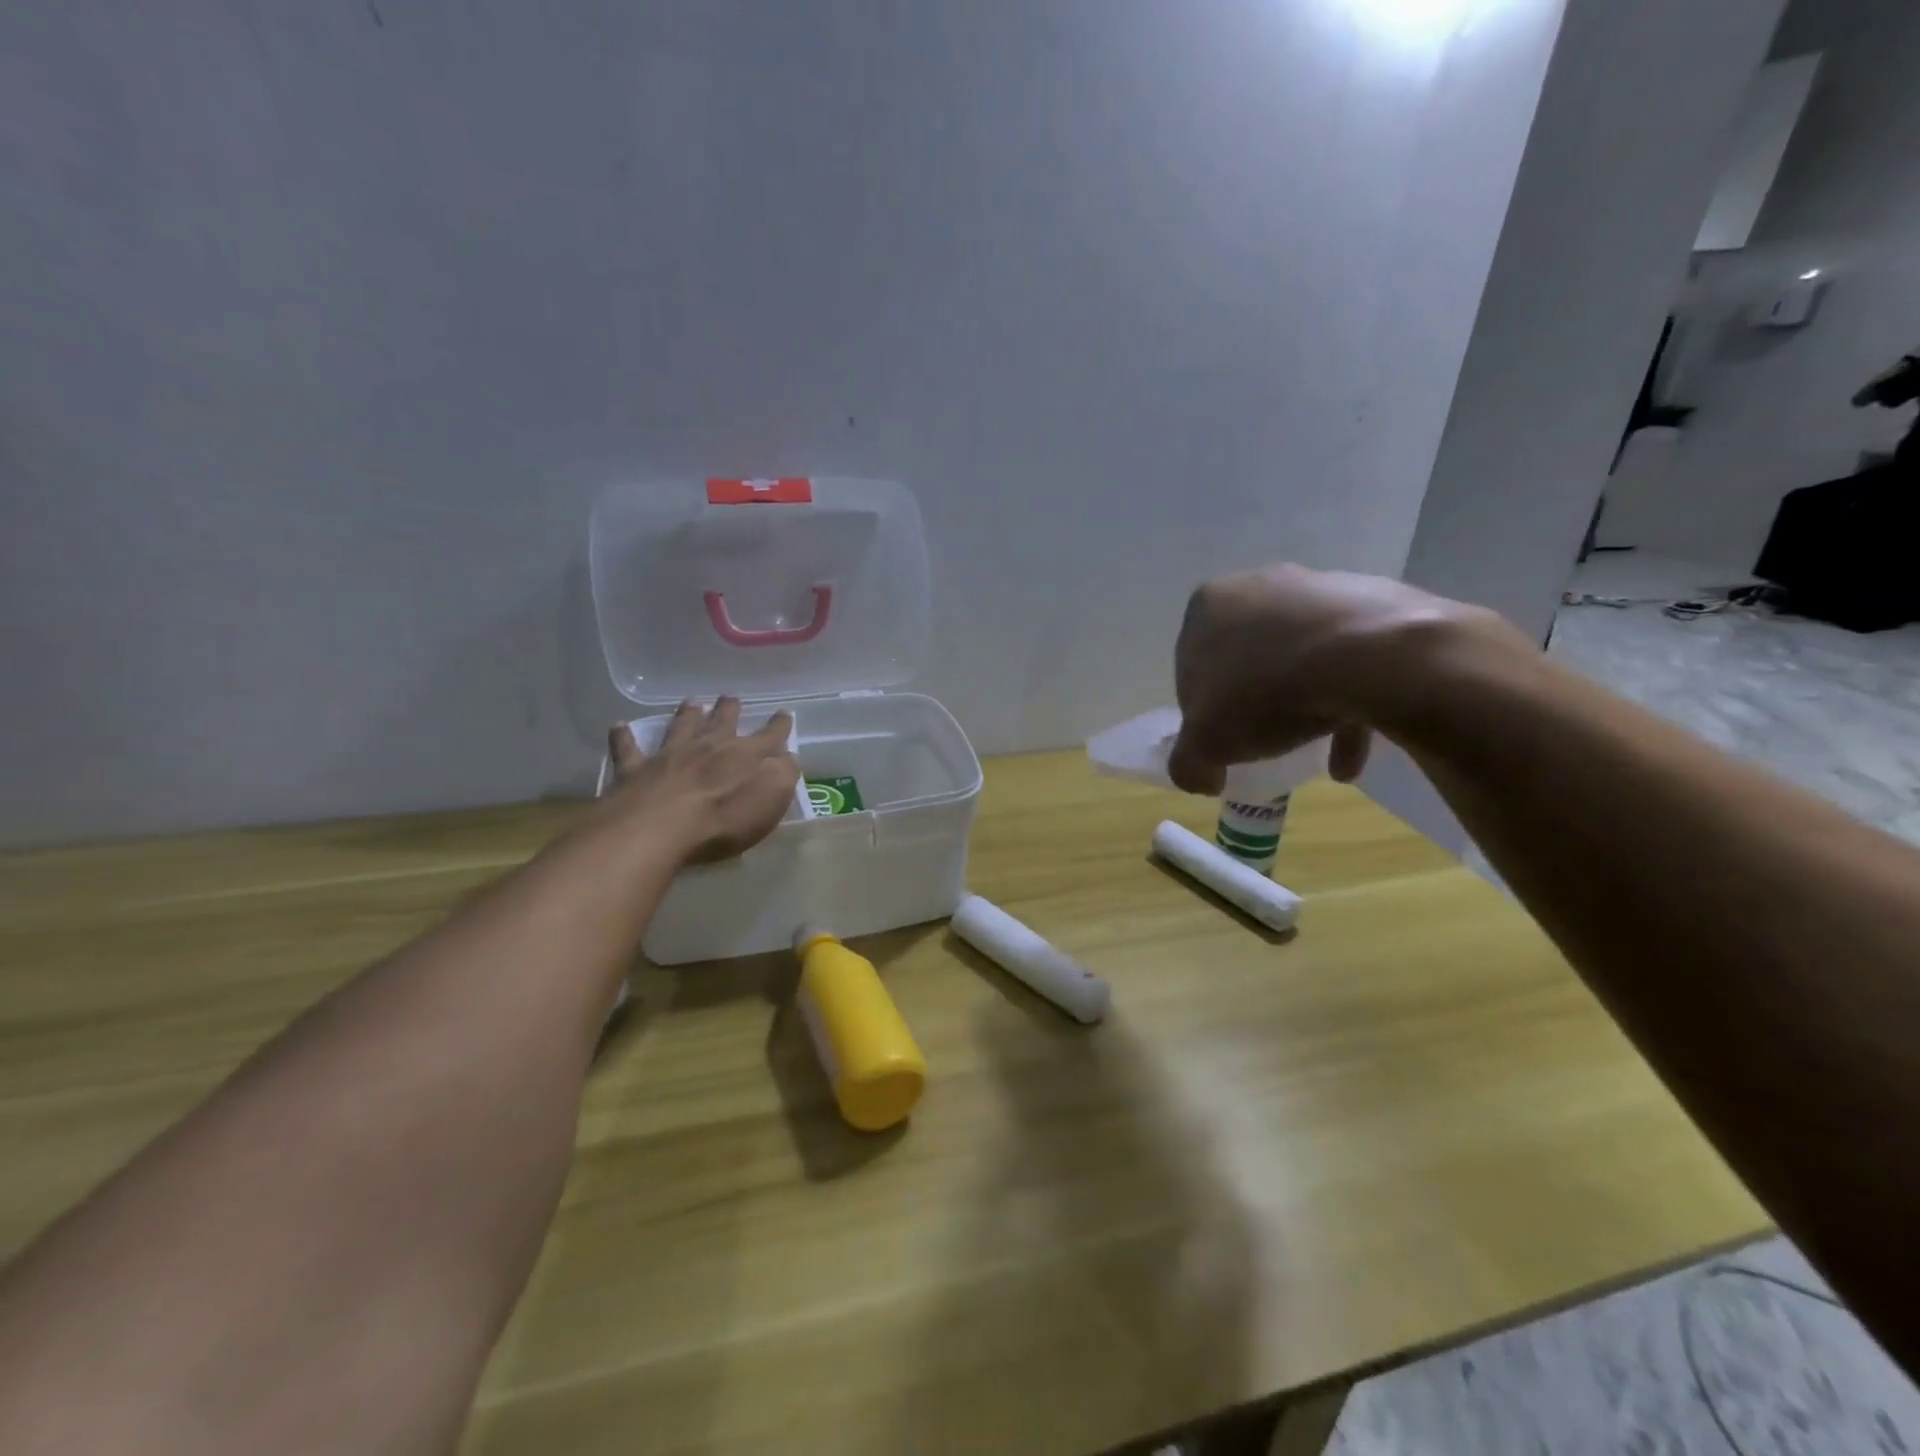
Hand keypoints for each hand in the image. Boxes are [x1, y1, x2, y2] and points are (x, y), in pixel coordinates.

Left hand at [605, 698, 800, 864]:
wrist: (658, 828)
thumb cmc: (723, 819)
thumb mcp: (770, 800)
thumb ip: (783, 775)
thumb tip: (787, 757)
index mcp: (745, 756)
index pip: (769, 736)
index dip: (779, 726)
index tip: (784, 714)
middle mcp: (708, 747)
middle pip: (722, 723)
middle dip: (729, 710)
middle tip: (731, 697)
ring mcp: (669, 756)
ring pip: (680, 727)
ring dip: (687, 714)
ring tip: (691, 702)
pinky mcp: (635, 771)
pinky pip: (628, 749)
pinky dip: (623, 737)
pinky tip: (619, 726)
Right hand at [1167, 564, 1524, 793]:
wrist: (1372, 658)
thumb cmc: (1266, 692)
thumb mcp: (1206, 743)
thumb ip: (1188, 763)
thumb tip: (1199, 777)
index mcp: (1209, 605)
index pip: (1191, 668)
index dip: (1202, 712)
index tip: (1221, 741)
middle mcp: (1259, 585)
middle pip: (1247, 659)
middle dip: (1253, 704)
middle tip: (1262, 742)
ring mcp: (1319, 589)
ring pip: (1299, 660)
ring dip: (1301, 708)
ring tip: (1311, 754)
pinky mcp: (1372, 604)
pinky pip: (1350, 661)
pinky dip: (1346, 705)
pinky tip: (1349, 756)